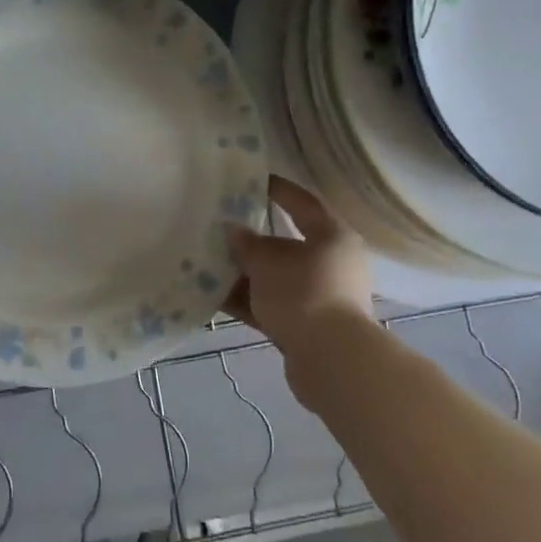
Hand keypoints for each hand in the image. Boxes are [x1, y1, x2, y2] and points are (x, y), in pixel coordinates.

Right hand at [226, 176, 374, 355]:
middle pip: (287, 245)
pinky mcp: (308, 326)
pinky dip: (247, 301)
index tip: (254, 180)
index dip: (279, 190)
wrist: (330, 360)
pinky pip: (271, 305)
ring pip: (276, 278)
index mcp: (332, 237)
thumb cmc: (303, 294)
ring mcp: (320, 297)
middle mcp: (332, 263)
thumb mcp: (267, 263)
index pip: (303, 203)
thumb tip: (233, 231)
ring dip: (245, 274)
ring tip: (208, 265)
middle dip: (252, 240)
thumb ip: (246, 245)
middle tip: (220, 228)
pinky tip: (214, 298)